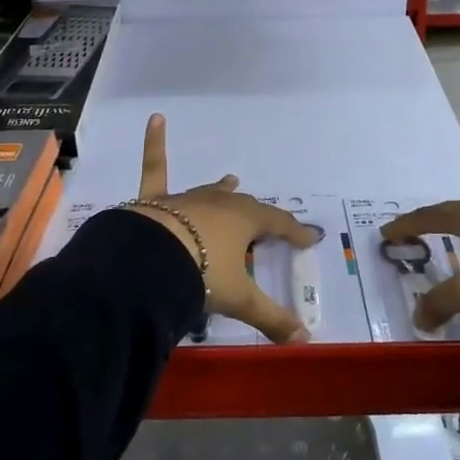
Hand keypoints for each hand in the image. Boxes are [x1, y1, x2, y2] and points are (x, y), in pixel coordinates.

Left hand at [132, 114, 319, 344]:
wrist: (150, 261)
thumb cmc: (202, 274)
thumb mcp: (240, 299)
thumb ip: (272, 319)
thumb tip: (305, 341)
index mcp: (245, 221)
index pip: (278, 224)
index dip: (294, 232)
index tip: (309, 238)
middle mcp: (219, 204)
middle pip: (245, 207)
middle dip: (259, 216)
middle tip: (268, 223)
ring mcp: (187, 199)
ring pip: (210, 191)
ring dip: (222, 189)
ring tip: (232, 179)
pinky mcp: (155, 200)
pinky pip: (155, 168)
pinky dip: (153, 143)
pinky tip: (155, 118)